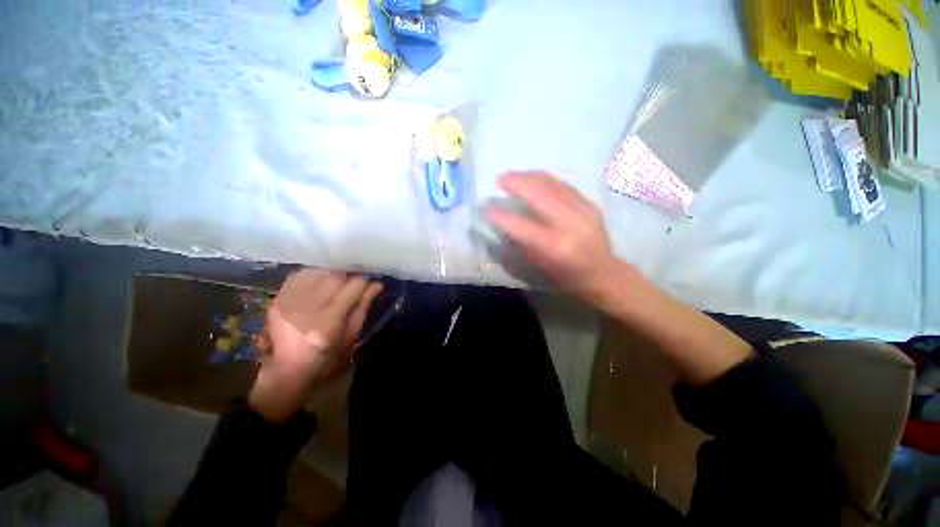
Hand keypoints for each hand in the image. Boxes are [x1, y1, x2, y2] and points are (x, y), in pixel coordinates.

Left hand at [248, 269, 382, 422]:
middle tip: (354, 281)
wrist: (286, 371)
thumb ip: (363, 306)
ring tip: (338, 281)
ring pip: (318, 272)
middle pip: (334, 276)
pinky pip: (300, 275)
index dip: (364, 281)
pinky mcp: (277, 299)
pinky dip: (314, 274)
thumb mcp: (351, 336)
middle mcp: (306, 309)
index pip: (352, 287)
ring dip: (332, 273)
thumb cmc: (326, 358)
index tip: (369, 281)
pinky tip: (320, 281)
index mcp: (328, 322)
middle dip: (349, 275)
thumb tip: (376, 284)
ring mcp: (288, 303)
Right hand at [487, 172, 629, 306]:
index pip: (523, 226)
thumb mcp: (539, 266)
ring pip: (552, 184)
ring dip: (530, 176)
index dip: (503, 216)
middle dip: (517, 183)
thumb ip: (521, 243)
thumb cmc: (566, 277)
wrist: (603, 273)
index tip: (487, 208)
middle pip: (540, 195)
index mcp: (556, 247)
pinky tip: (533, 178)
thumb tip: (504, 223)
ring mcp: (583, 211)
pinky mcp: (590, 204)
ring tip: (514, 175)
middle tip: (500, 179)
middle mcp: (570, 225)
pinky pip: (563, 185)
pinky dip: (545, 179)